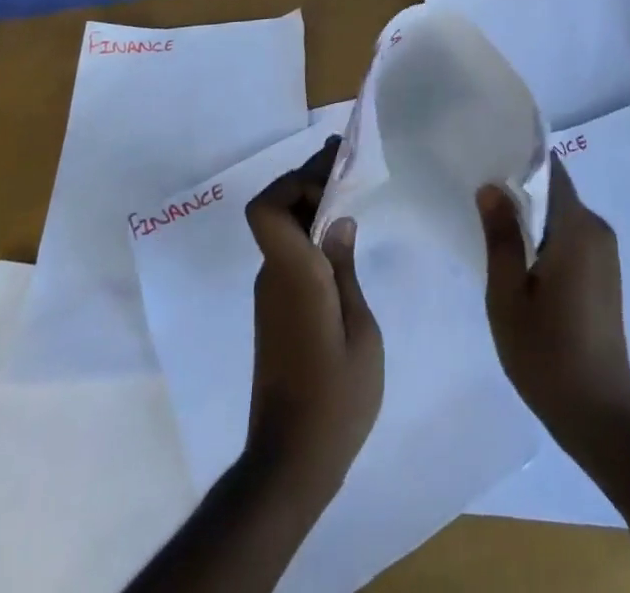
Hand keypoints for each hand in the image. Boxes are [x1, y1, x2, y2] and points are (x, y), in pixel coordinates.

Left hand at [243, 138, 383, 505]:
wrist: (290, 463)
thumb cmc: (336, 398)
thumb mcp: (361, 331)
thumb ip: (347, 269)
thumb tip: (339, 221)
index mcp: (295, 274)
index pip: (268, 209)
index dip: (294, 182)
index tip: (334, 177)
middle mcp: (274, 276)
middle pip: (278, 210)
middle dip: (311, 181)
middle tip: (349, 164)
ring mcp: (271, 295)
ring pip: (284, 231)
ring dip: (312, 207)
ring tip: (353, 194)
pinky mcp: (276, 313)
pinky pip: (290, 255)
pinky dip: (311, 236)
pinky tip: (342, 242)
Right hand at [477, 159, 629, 443]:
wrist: (600, 415)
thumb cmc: (547, 354)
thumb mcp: (508, 296)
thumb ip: (501, 236)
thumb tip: (492, 187)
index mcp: (577, 227)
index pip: (550, 169)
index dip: (519, 159)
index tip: (487, 157)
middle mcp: (597, 229)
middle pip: (555, 190)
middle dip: (520, 188)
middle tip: (479, 194)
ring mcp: (606, 252)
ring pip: (562, 214)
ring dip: (532, 216)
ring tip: (492, 224)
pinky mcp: (605, 273)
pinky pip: (572, 236)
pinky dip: (546, 236)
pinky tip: (520, 257)